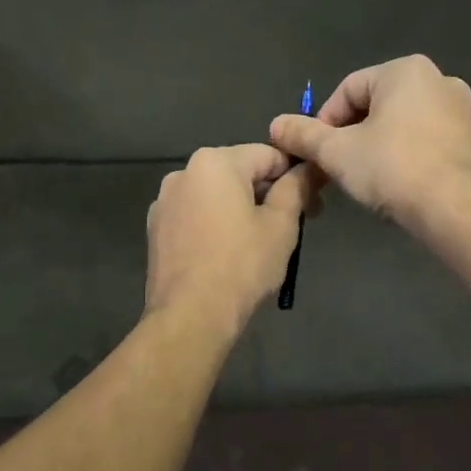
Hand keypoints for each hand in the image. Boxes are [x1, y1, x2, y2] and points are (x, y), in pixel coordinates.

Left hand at [145, 144, 313, 334]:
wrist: (190, 316)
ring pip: (216, 195)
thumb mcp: (281, 225)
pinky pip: (196, 216)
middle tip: (294, 226)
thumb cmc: (242, 265)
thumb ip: (296, 188)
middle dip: (268, 193)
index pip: (268, 155)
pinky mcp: (156, 229)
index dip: (296, 176)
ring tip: (260, 244)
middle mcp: (183, 172)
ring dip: (241, 209)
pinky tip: (228, 254)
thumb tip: (309, 168)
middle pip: (239, 172)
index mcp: (214, 162)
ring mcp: (165, 201)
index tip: (313, 204)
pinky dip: (215, 225)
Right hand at [268, 56, 470, 226]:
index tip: (316, 154)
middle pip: (376, 105)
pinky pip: (427, 140)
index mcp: (405, 71)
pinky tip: (398, 184)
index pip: (346, 90)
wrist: (455, 209)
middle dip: (351, 135)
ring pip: (402, 124)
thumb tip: (276, 125)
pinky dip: (407, 156)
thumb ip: (303, 134)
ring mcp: (463, 110)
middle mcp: (439, 79)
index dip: (323, 123)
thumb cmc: (391, 169)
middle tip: (337, 168)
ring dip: (378, 146)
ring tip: (366, 178)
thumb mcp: (336, 152)